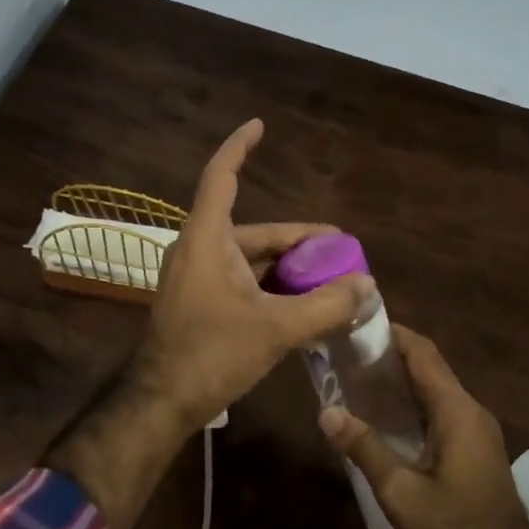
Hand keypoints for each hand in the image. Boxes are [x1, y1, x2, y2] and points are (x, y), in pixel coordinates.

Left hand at [133, 118, 372, 434]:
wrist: (161, 402)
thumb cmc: (211, 354)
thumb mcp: (276, 329)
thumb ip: (325, 306)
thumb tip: (366, 286)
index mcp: (208, 239)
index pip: (222, 177)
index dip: (240, 147)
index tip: (259, 125)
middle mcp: (199, 250)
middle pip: (254, 229)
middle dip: (298, 239)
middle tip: (340, 249)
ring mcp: (197, 278)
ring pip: (251, 260)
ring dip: (288, 267)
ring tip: (330, 279)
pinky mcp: (199, 303)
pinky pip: (242, 281)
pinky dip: (271, 287)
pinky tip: (301, 304)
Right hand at [319, 325, 528, 528]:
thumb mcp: (400, 492)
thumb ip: (365, 448)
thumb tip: (326, 411)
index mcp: (457, 411)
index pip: (423, 354)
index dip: (392, 334)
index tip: (356, 326)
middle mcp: (471, 410)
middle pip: (430, 365)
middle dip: (391, 353)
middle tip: (347, 352)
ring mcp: (477, 428)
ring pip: (436, 386)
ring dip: (402, 377)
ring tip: (357, 376)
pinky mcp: (476, 445)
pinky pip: (442, 407)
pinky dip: (414, 399)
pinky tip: (385, 413)